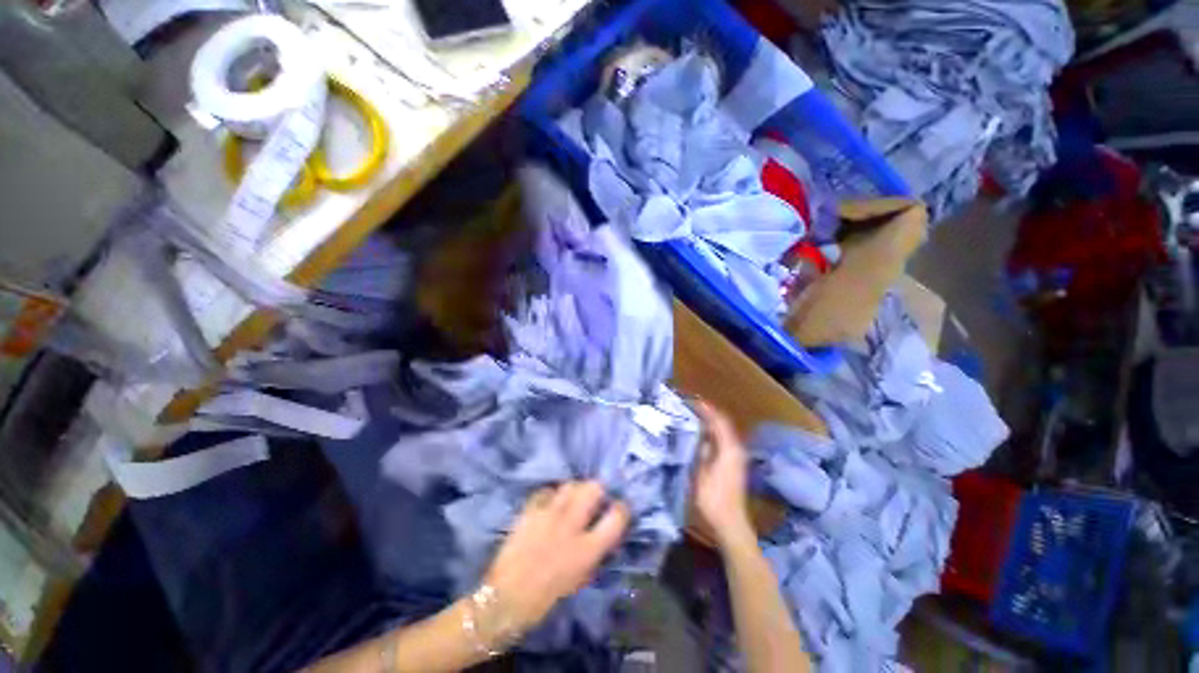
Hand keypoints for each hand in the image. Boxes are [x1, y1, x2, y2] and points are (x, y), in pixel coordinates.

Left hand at [483, 481, 629, 634]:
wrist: (507, 597)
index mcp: (588, 548)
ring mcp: (549, 514)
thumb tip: (606, 533)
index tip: (618, 507)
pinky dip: (551, 495)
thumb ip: (597, 552)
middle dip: (597, 489)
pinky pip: (547, 491)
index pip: (617, 516)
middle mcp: (572, 525)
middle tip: (594, 498)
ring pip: (570, 485)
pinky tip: (549, 505)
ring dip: (574, 491)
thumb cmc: (548, 595)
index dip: (622, 508)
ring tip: (571, 500)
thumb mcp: (581, 578)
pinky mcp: (530, 510)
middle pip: (593, 488)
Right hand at [691, 402, 754, 550]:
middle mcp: (736, 449)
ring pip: (724, 432)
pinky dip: (714, 433)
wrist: (731, 524)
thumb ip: (701, 450)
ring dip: (711, 422)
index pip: (719, 421)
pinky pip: (724, 440)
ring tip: (694, 416)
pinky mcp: (735, 464)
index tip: (692, 400)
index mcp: (729, 449)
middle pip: (724, 424)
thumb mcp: (701, 473)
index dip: (707, 409)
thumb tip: (699, 433)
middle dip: (709, 413)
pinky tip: (702, 434)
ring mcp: (737, 457)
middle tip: (691, 406)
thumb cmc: (713, 499)